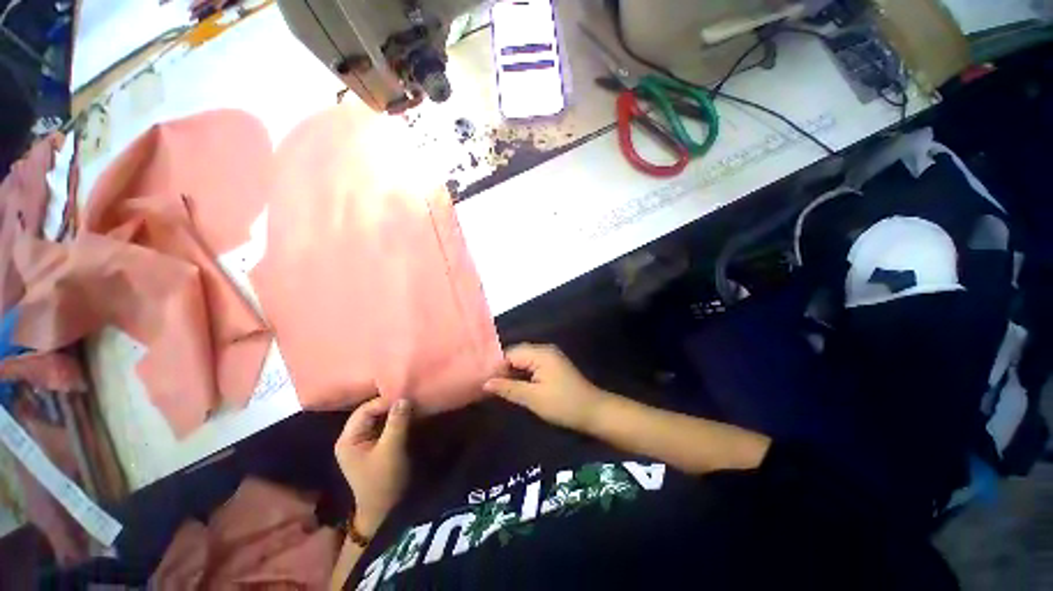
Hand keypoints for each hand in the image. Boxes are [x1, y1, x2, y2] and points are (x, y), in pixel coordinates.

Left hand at [334, 397, 411, 537]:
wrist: (385, 510)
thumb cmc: (384, 480)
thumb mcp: (391, 449)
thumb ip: (397, 422)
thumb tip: (403, 397)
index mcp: (348, 439)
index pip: (365, 410)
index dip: (385, 402)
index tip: (406, 397)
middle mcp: (350, 438)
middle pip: (370, 412)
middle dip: (389, 405)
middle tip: (410, 399)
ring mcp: (361, 443)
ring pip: (377, 418)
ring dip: (393, 412)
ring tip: (411, 405)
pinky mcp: (372, 447)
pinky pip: (382, 426)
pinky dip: (394, 420)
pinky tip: (407, 417)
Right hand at [484, 344, 608, 431]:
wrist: (593, 411)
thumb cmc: (563, 404)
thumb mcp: (533, 398)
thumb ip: (508, 388)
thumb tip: (485, 382)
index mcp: (540, 353)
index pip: (510, 353)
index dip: (496, 367)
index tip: (483, 382)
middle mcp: (544, 350)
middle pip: (517, 354)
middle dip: (503, 369)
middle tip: (488, 385)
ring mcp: (550, 357)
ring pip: (524, 360)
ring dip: (512, 372)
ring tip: (497, 387)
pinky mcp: (553, 366)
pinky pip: (532, 365)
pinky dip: (522, 374)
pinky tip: (515, 385)